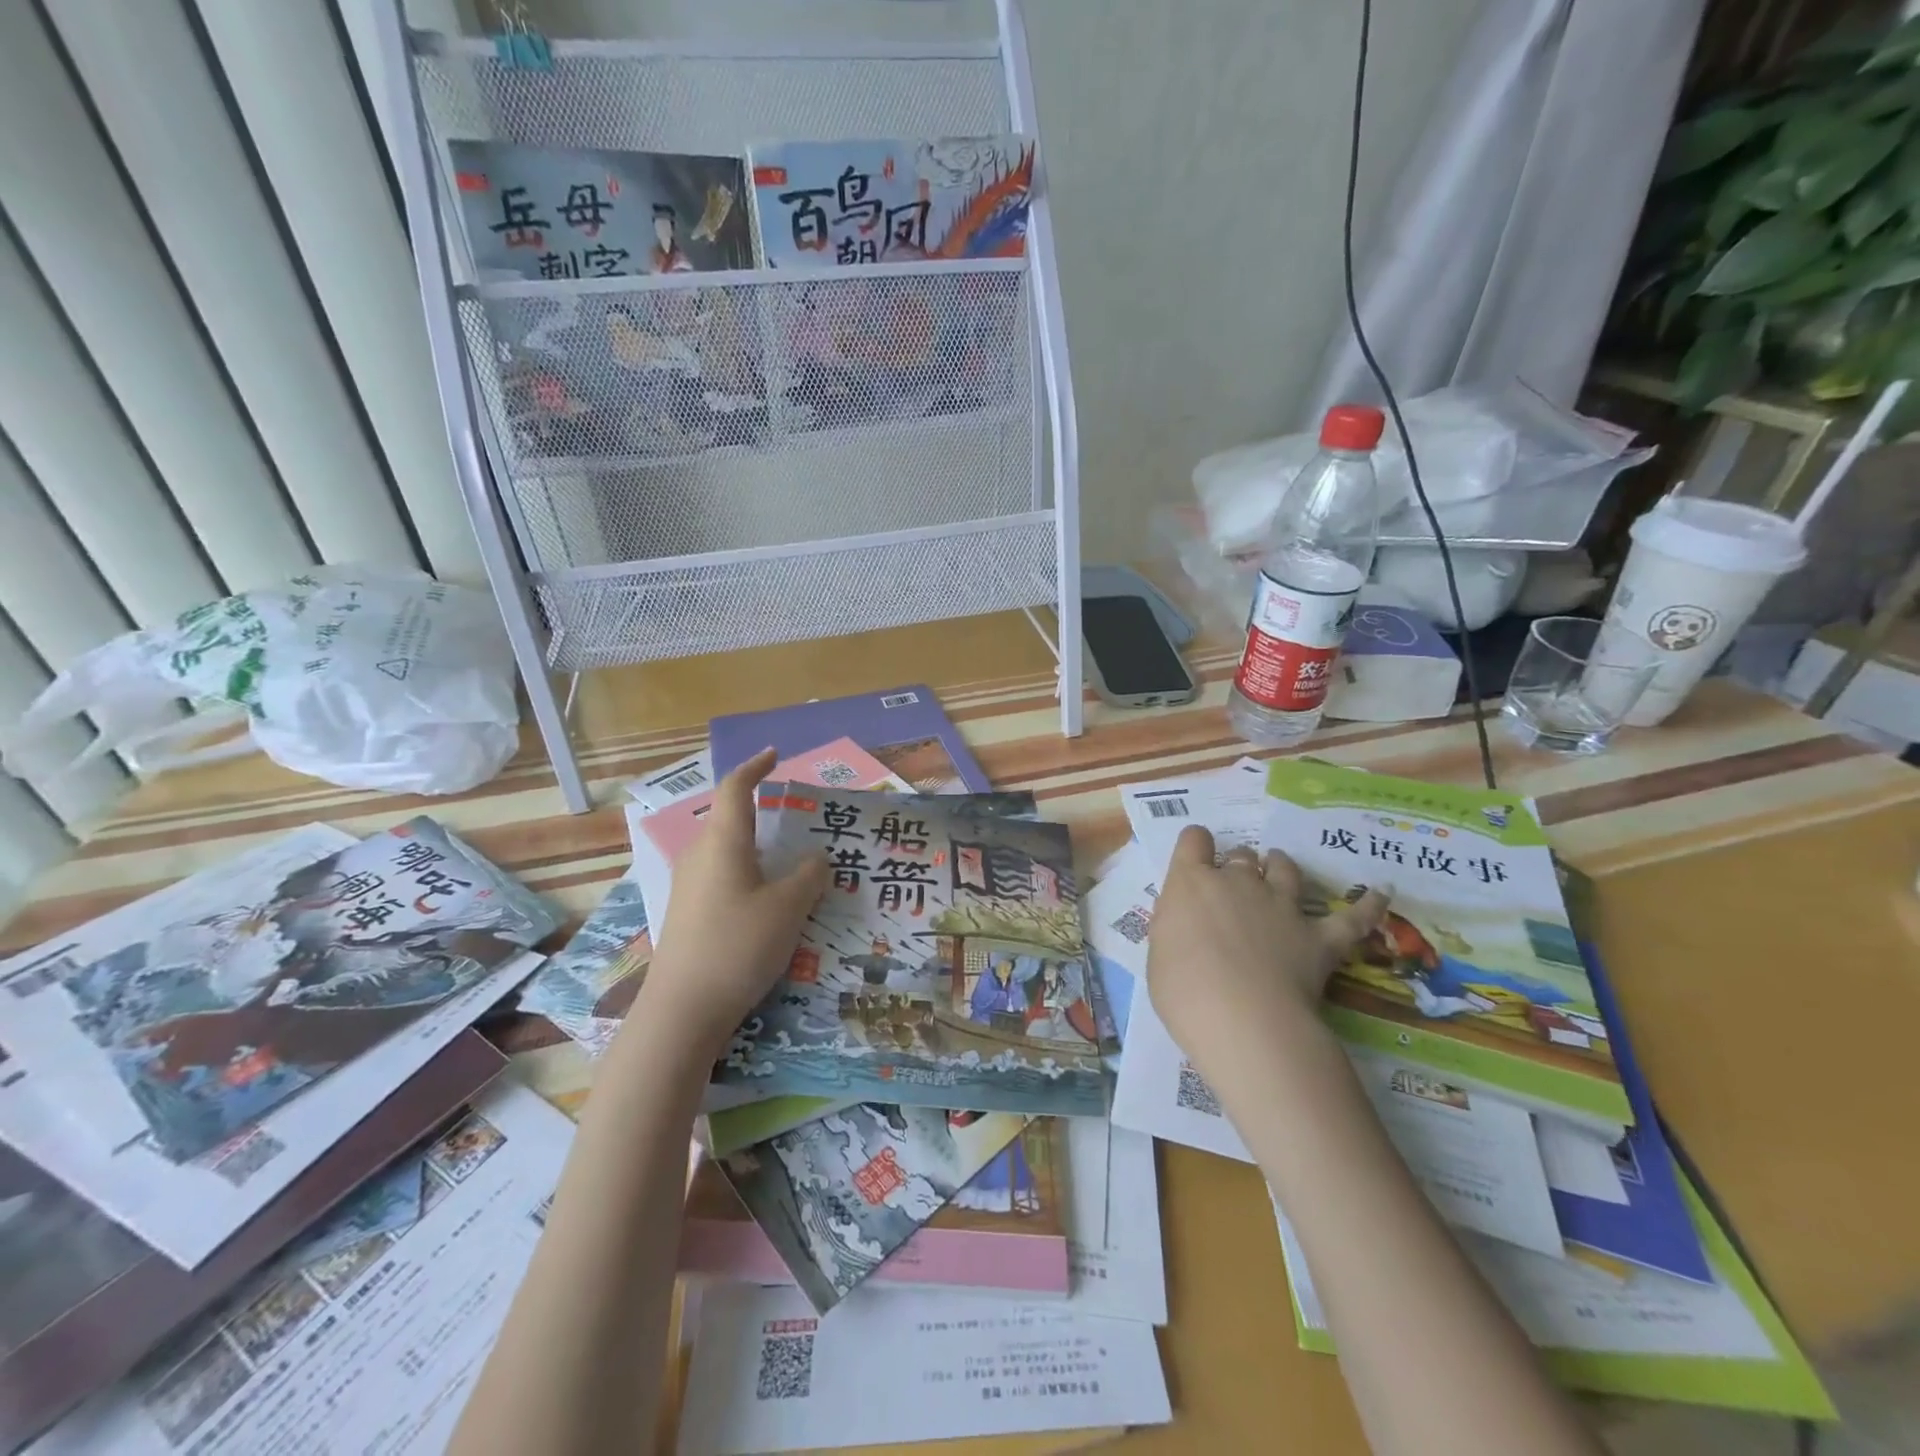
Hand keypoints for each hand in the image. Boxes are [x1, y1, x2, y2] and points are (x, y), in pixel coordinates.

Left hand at [633, 749, 829, 1061]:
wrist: (682, 1011)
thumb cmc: (738, 946)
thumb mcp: (788, 908)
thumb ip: (808, 876)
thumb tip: (815, 859)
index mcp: (723, 842)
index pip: (735, 789)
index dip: (755, 767)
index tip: (774, 754)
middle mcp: (701, 856)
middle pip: (732, 820)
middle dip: (765, 814)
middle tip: (803, 822)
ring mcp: (689, 887)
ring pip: (729, 852)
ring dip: (760, 850)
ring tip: (796, 865)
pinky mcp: (688, 914)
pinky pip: (724, 878)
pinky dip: (750, 876)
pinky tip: (771, 903)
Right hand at [1146, 825, 1387, 1088]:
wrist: (1244, 1020)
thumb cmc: (1184, 991)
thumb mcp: (1160, 954)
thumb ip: (1177, 929)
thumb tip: (1191, 928)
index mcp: (1191, 883)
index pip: (1193, 841)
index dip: (1196, 846)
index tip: (1196, 859)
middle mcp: (1237, 883)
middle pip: (1241, 856)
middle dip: (1238, 866)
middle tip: (1233, 888)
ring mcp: (1281, 906)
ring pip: (1285, 869)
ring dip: (1281, 868)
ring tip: (1279, 870)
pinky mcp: (1319, 937)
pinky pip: (1351, 917)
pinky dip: (1368, 905)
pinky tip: (1381, 894)